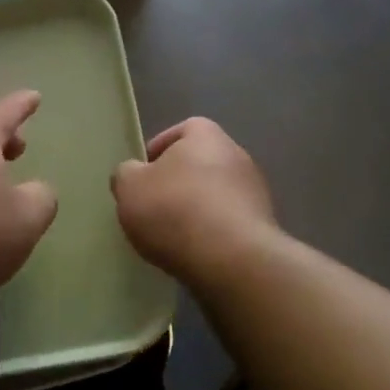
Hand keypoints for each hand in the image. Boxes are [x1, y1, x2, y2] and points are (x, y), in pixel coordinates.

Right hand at [111, 117, 277, 279]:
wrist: (230, 259)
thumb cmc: (174, 210)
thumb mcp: (129, 187)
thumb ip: (126, 174)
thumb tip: (133, 174)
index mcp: (207, 136)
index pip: (184, 129)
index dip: (161, 148)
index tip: (144, 173)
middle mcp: (237, 155)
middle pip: (201, 162)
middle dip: (178, 181)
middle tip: (153, 204)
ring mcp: (255, 191)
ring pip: (216, 193)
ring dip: (196, 207)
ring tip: (172, 233)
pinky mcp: (262, 226)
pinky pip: (229, 222)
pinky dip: (212, 231)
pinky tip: (194, 250)